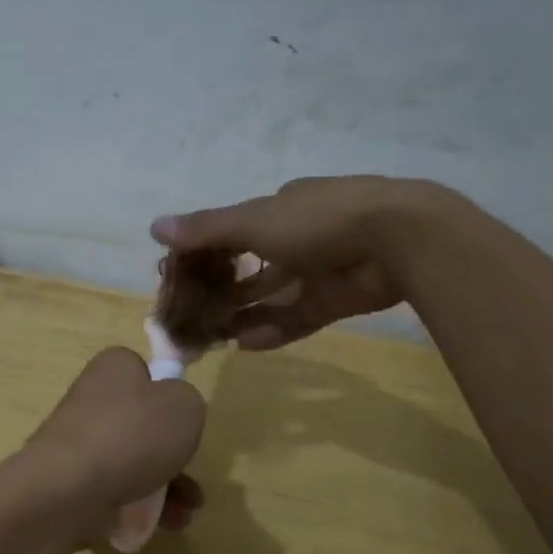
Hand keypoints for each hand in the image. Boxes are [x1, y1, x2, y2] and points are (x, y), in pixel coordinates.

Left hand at [21, 347, 206, 532]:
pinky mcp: (72, 482)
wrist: (65, 493)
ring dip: (166, 486)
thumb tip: (173, 411)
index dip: (168, 394)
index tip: (182, 420)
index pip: (144, 371)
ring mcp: (79, 443)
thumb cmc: (130, 437)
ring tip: (187, 513)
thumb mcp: (183, 405)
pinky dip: (141, 506)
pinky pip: (115, 490)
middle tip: (191, 474)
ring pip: (133, 462)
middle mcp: (92, 400)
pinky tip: (165, 525)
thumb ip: (187, 401)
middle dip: (173, 454)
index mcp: (113, 369)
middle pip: (142, 423)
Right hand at [154, 176, 441, 349]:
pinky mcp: (336, 302)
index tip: (176, 274)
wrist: (398, 240)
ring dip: (241, 314)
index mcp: (280, 209)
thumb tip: (154, 226)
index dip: (202, 252)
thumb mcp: (254, 221)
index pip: (232, 231)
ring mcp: (318, 271)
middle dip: (218, 288)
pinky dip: (271, 330)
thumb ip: (206, 229)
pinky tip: (243, 345)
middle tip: (188, 312)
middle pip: (248, 266)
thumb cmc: (318, 220)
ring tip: (210, 337)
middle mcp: (297, 237)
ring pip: (270, 296)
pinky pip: (295, 318)